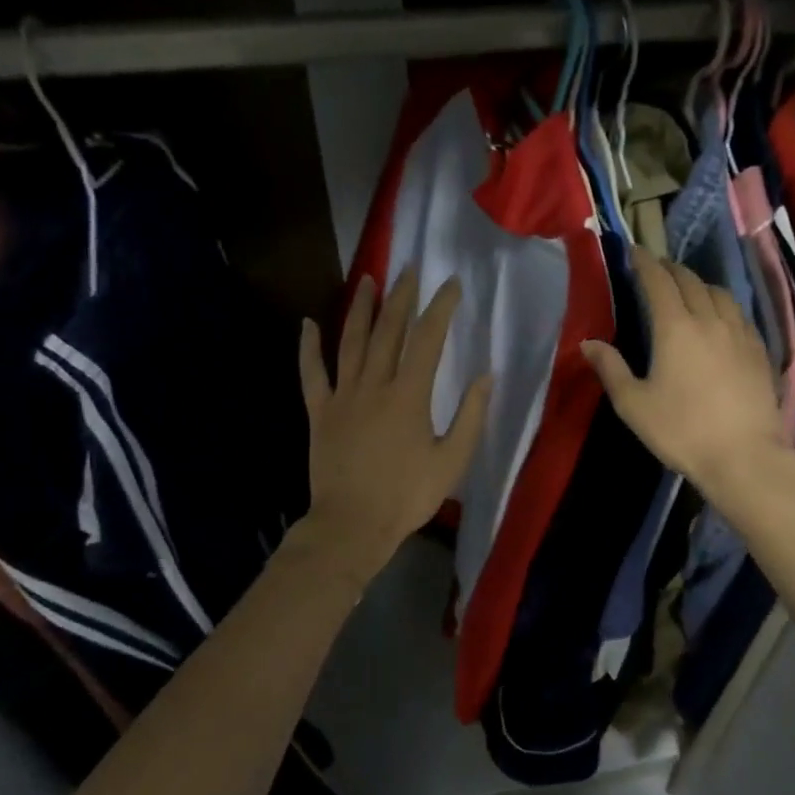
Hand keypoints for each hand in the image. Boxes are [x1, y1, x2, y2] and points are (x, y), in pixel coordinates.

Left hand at [298, 267, 490, 581]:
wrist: (352, 525)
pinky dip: (308, 347)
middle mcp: (374, 385)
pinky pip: (312, 373)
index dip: (440, 307)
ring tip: (366, 280)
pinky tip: (308, 324)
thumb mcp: (452, 461)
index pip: (428, 339)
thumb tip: (486, 376)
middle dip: (400, 296)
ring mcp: (342, 396)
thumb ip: (471, 416)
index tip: (450, 284)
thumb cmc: (407, 496)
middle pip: (388, 331)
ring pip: (350, 342)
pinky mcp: (319, 412)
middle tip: (407, 268)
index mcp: (409, 396)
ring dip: (359, 309)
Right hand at [582, 250, 793, 504]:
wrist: (744, 456)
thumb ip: (611, 369)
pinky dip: (723, 305)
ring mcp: (740, 333)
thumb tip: (589, 343)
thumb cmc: (681, 431)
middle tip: (657, 268)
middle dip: (671, 269)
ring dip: (700, 284)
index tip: (634, 252)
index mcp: (675, 328)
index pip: (659, 281)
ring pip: (720, 293)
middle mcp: (710, 320)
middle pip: (690, 281)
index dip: (645, 263)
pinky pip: (739, 314)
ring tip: (689, 289)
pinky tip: (721, 318)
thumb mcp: (633, 404)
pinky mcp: (760, 350)